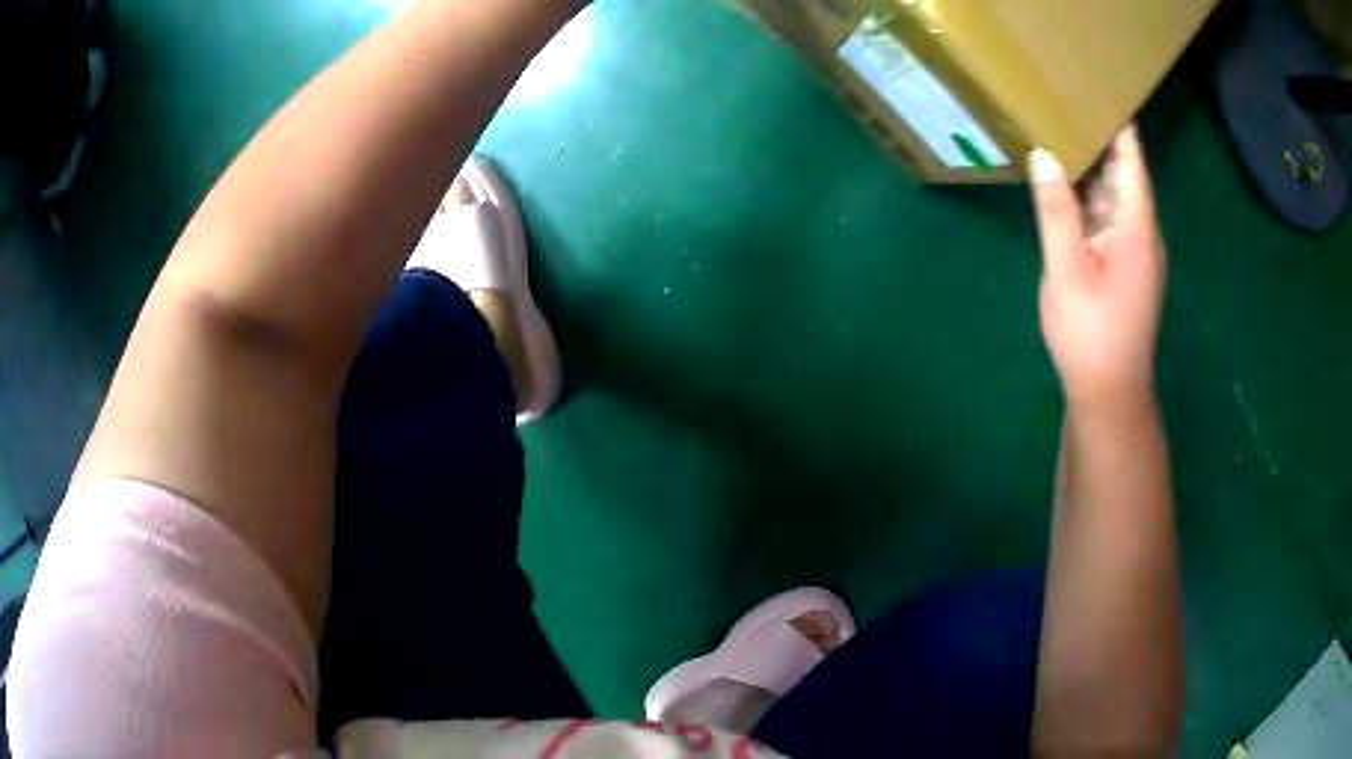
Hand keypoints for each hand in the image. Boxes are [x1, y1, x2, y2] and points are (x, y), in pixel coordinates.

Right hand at [1030, 126, 1165, 409]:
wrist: (1109, 394)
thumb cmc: (1090, 333)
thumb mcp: (1067, 269)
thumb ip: (1056, 209)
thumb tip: (1044, 154)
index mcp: (1136, 226)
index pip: (1131, 159)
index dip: (1118, 122)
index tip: (1099, 85)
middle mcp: (1142, 232)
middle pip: (1123, 174)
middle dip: (1098, 138)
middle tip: (1064, 100)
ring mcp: (1135, 251)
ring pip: (1114, 197)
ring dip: (1092, 167)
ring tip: (1059, 131)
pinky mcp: (1125, 267)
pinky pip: (1108, 219)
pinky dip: (1089, 198)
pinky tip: (1066, 187)